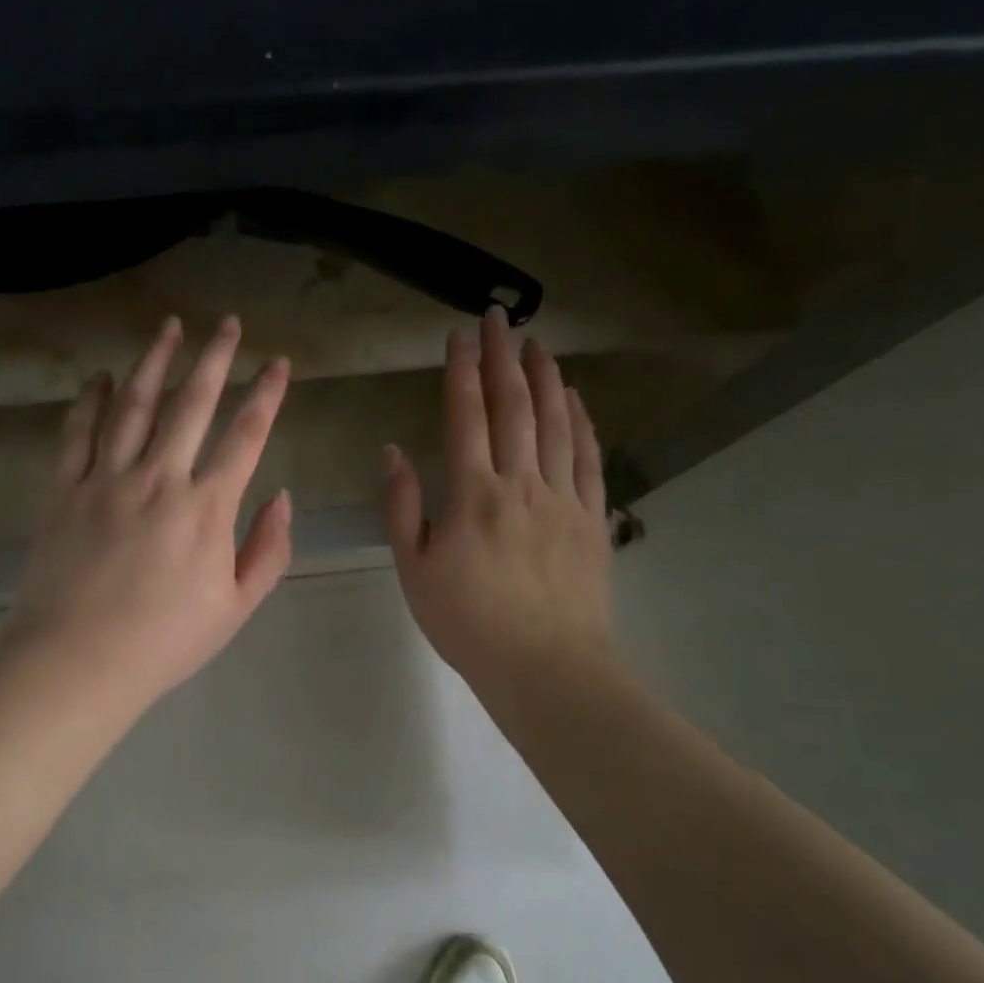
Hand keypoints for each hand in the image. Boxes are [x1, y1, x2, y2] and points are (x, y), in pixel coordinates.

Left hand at [2, 315, 293, 707]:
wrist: (78, 662)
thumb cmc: (165, 642)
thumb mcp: (236, 607)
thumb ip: (267, 549)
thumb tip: (282, 497)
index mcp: (207, 508)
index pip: (246, 436)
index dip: (266, 395)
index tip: (278, 364)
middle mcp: (159, 478)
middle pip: (192, 404)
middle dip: (214, 357)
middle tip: (227, 323)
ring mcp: (107, 479)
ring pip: (133, 405)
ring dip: (154, 361)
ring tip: (169, 327)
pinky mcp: (64, 490)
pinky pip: (77, 433)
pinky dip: (88, 400)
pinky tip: (97, 377)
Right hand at [383, 306, 613, 694]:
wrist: (545, 666)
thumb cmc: (468, 623)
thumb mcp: (415, 570)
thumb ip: (403, 508)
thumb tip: (393, 452)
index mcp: (473, 494)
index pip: (465, 416)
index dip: (461, 370)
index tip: (459, 335)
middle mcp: (520, 482)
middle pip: (513, 406)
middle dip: (503, 356)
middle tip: (499, 316)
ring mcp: (561, 497)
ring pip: (555, 422)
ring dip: (544, 377)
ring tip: (537, 342)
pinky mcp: (590, 517)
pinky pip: (587, 457)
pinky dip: (582, 420)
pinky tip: (576, 398)